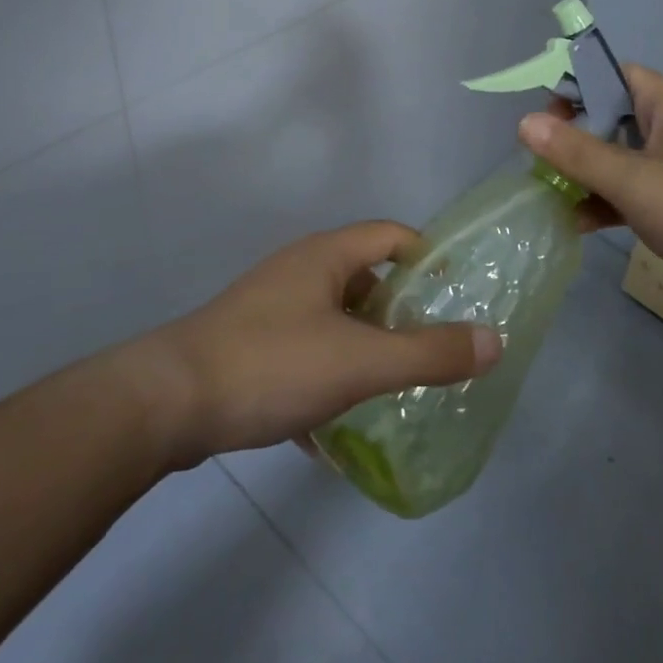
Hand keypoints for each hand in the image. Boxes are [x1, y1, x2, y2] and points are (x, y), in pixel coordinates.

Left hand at [134, 222, 502, 466]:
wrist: (168, 402)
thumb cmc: (272, 364)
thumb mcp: (360, 362)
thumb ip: (429, 353)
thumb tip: (494, 340)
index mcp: (326, 256)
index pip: (390, 234)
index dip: (427, 255)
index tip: (456, 292)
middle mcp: (298, 270)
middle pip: (364, 277)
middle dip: (398, 311)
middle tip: (431, 348)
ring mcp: (269, 306)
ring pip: (333, 318)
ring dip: (363, 347)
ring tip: (391, 388)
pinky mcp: (248, 343)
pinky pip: (304, 351)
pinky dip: (326, 376)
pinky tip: (332, 427)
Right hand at [520, 65, 662, 332]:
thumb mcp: (635, 180)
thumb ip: (578, 153)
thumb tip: (525, 123)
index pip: (607, 74)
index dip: (571, 88)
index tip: (539, 118)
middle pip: (605, 118)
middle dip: (569, 138)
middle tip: (537, 163)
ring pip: (615, 159)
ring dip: (583, 175)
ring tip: (546, 195)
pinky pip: (630, 193)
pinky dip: (604, 203)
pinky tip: (577, 225)